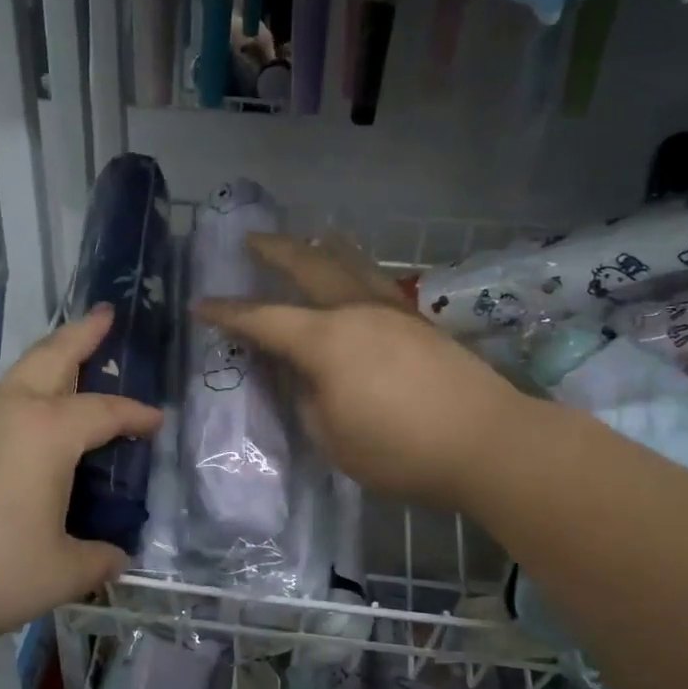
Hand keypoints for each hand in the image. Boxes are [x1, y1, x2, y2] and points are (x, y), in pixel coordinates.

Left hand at [0, 306, 162, 649]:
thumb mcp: (57, 575)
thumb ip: (97, 561)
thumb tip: (116, 558)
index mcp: (46, 432)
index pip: (105, 411)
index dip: (137, 415)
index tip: (158, 420)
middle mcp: (8, 412)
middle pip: (52, 356)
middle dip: (83, 333)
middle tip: (106, 315)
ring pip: (17, 377)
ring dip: (49, 364)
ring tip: (70, 372)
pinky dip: (22, 400)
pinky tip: (24, 435)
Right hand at [194, 234, 527, 510]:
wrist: (486, 442)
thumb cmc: (401, 450)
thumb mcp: (333, 438)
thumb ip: (308, 401)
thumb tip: (306, 378)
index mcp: (327, 340)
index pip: (265, 320)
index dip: (229, 313)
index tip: (201, 305)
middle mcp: (357, 311)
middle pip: (310, 265)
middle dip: (276, 250)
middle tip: (251, 238)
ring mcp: (394, 311)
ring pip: (351, 263)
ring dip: (322, 247)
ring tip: (310, 238)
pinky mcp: (421, 322)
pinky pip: (377, 280)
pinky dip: (357, 268)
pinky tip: (358, 275)